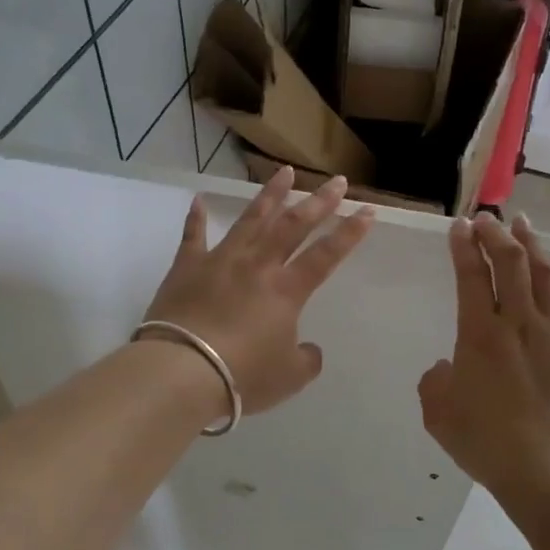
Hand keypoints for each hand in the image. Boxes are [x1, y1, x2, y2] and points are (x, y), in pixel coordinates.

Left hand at [143, 166, 375, 415]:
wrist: (182, 370)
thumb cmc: (242, 375)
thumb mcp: (288, 377)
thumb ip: (306, 360)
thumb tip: (308, 348)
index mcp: (286, 291)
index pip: (326, 256)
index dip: (349, 234)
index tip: (368, 210)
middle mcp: (257, 266)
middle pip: (292, 226)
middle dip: (318, 202)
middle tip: (336, 181)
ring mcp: (220, 261)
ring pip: (250, 220)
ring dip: (269, 195)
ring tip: (284, 172)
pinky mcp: (186, 268)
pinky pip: (193, 237)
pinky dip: (196, 218)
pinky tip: (198, 200)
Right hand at [419, 212, 549, 496]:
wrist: (548, 468)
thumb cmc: (486, 441)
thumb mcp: (438, 413)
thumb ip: (436, 381)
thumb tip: (448, 367)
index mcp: (479, 335)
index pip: (471, 276)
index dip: (464, 246)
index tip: (459, 226)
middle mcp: (518, 323)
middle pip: (510, 263)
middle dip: (496, 234)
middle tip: (487, 218)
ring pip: (544, 273)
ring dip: (531, 244)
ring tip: (523, 223)